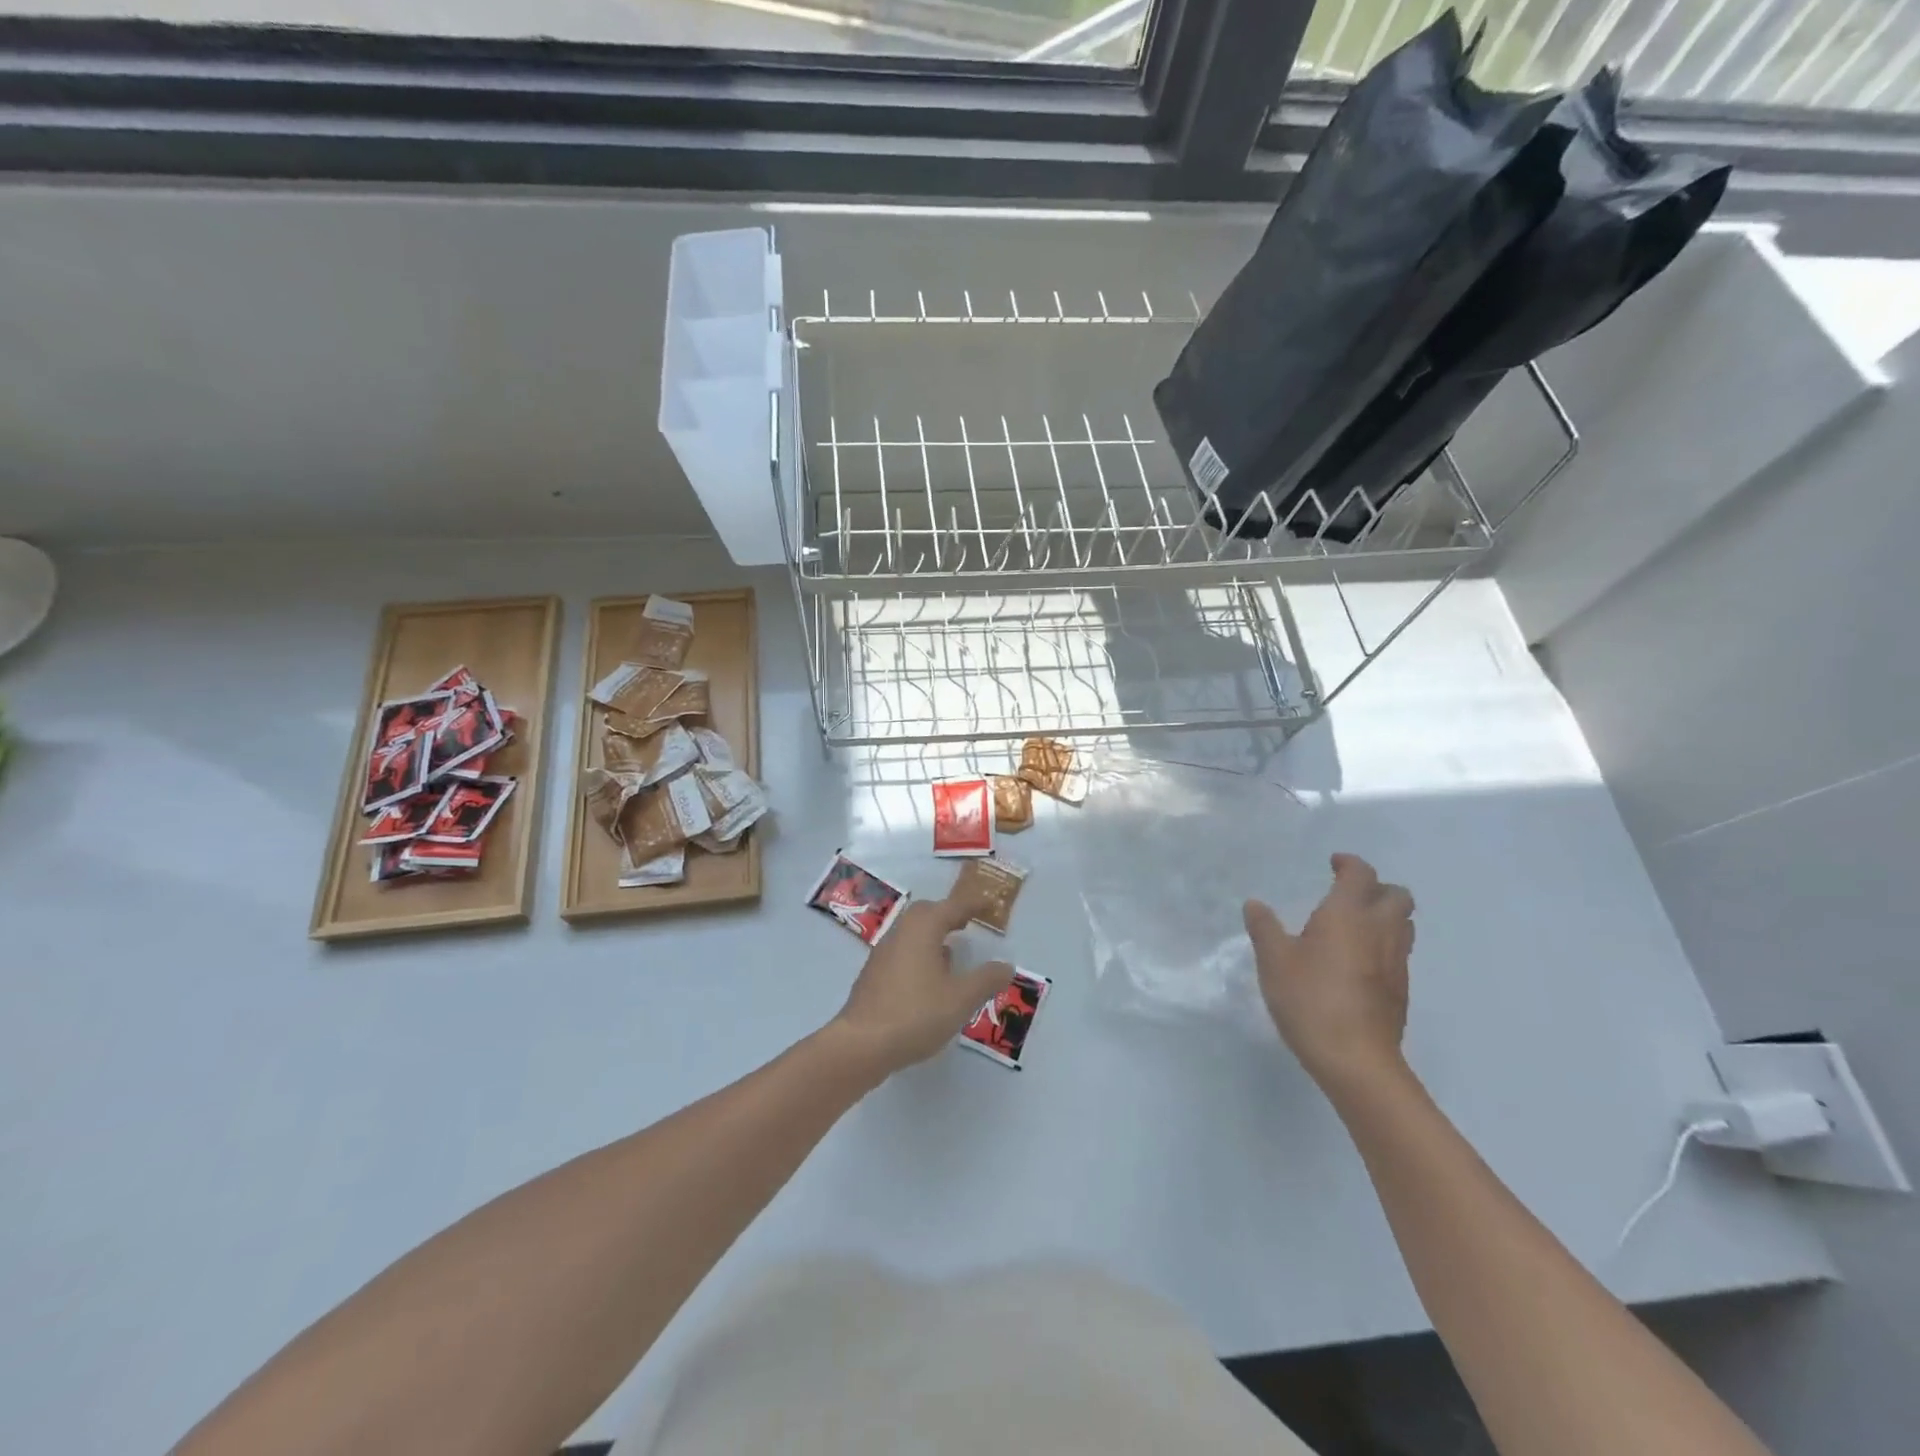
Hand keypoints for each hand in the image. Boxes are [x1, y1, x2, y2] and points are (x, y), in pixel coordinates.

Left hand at [830, 896, 1013, 1080]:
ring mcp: (882, 954)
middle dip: (947, 914)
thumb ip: (986, 980)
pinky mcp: (873, 976)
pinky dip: (919, 954)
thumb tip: (1006, 966)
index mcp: (923, 929)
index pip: (952, 907)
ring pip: (910, 933)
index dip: (972, 904)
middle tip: (966, 923)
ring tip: (951, 952)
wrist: (861, 1044)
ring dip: (931, 935)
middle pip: (925, 913)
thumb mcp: (961, 999)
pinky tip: (928, 979)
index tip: (988, 903)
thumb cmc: (916, 1014)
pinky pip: (901, 952)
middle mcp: (900, 933)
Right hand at [1244, 853, 1413, 1095]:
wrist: (1356, 1059)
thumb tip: (1255, 904)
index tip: (1333, 864)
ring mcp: (1396, 962)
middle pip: (1398, 896)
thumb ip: (1265, 928)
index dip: (1349, 863)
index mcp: (1348, 914)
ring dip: (1386, 916)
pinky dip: (1384, 945)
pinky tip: (1358, 963)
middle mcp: (1380, 930)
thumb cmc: (1310, 999)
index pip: (1361, 874)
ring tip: (1356, 926)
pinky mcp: (1401, 990)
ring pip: (1404, 925)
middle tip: (1349, 895)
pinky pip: (1398, 953)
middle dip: (1377, 888)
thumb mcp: (1274, 960)